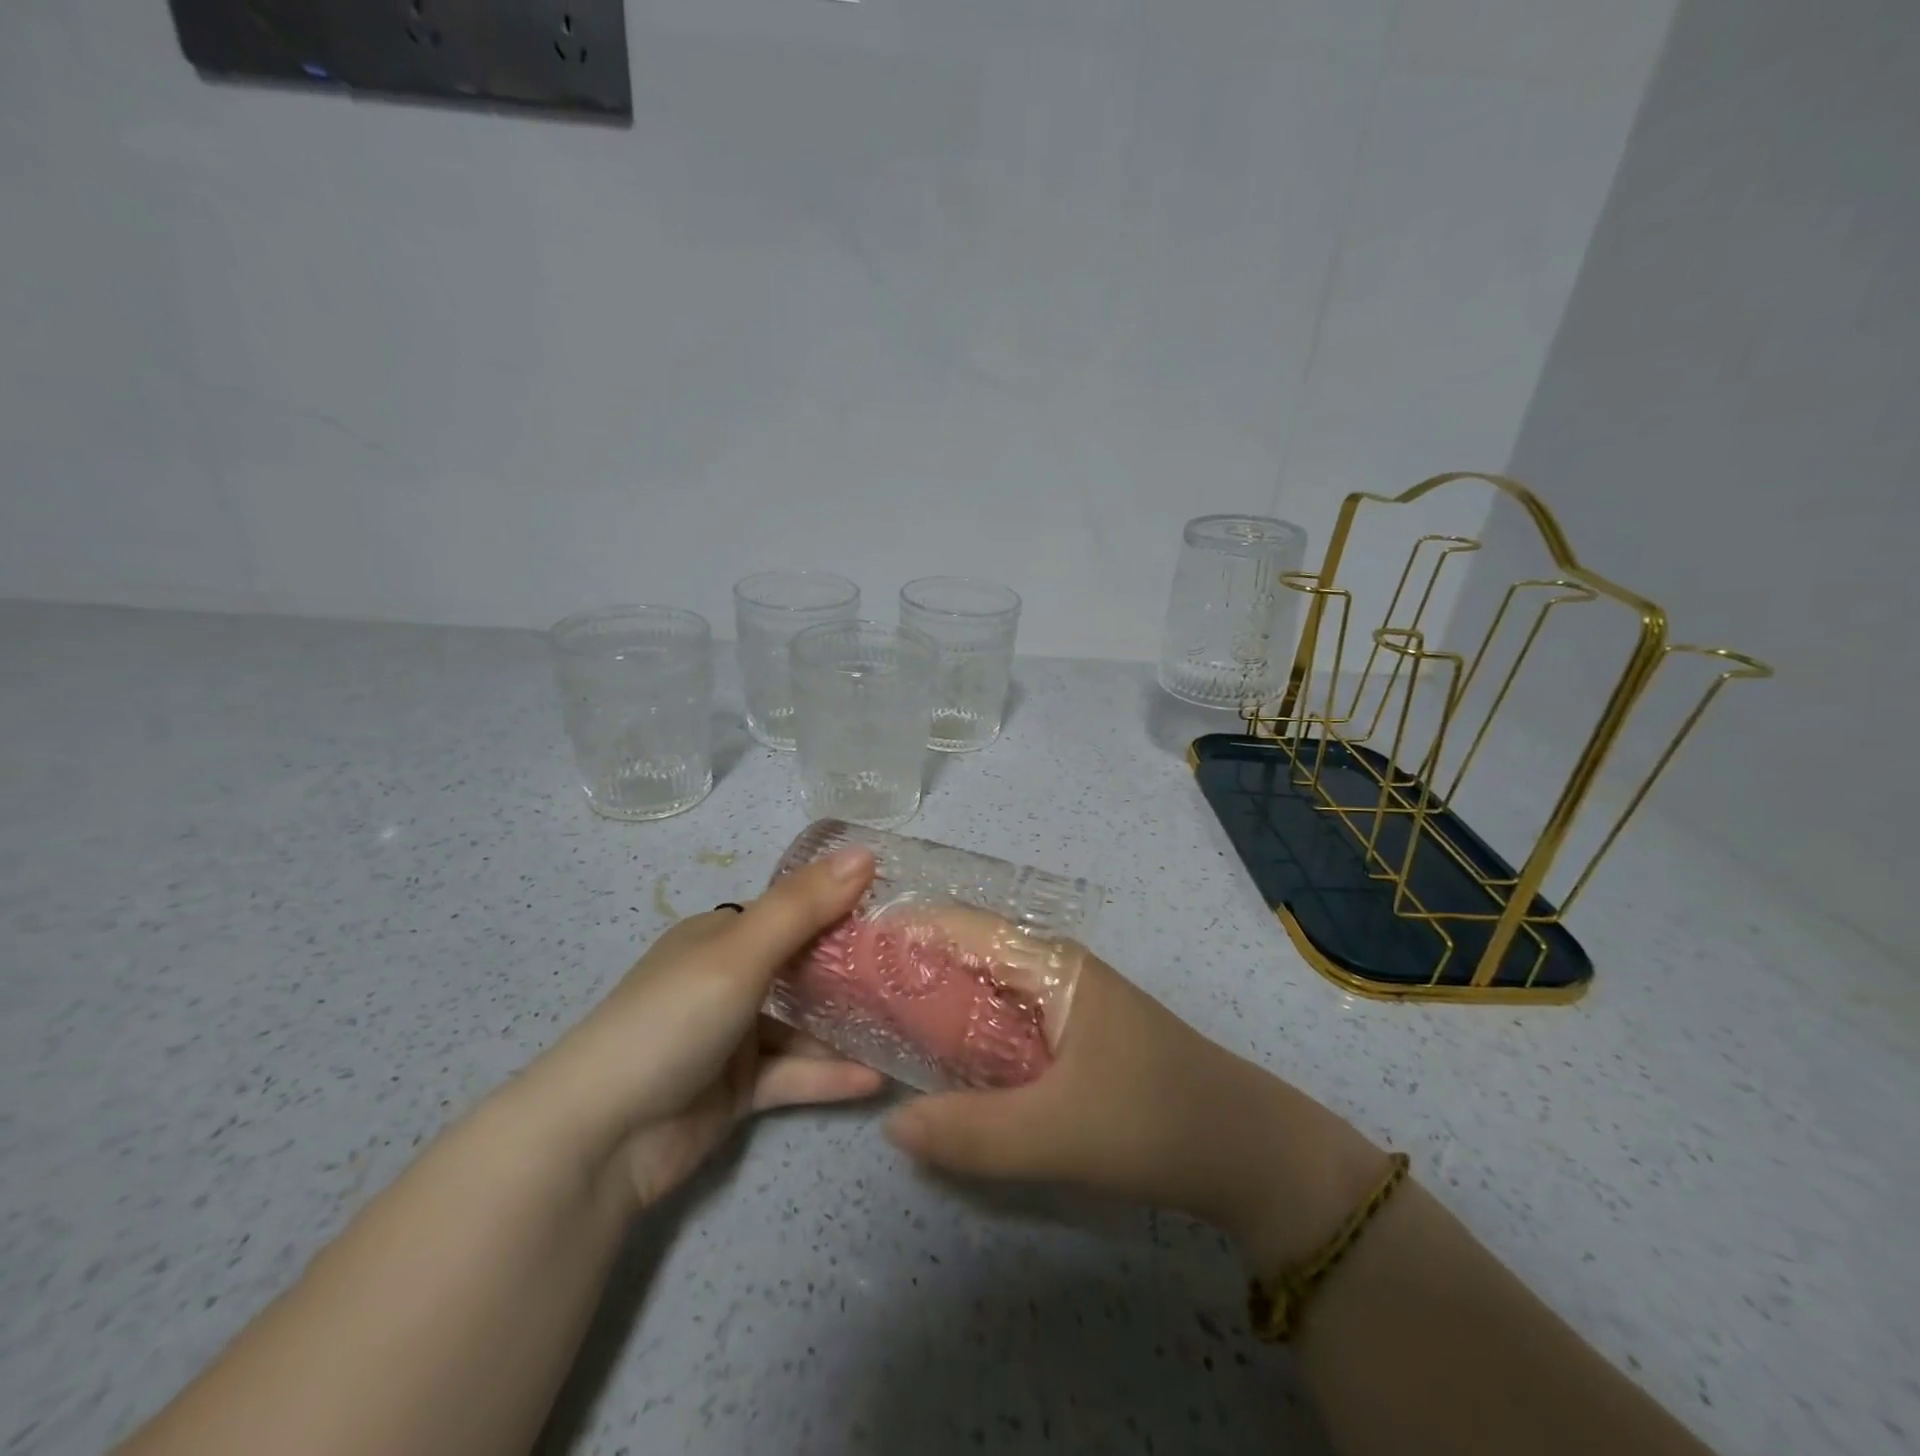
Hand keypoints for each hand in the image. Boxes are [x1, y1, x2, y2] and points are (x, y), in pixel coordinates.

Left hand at [521, 846, 885, 1212]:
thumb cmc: (669, 1022)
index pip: (792, 912)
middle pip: (802, 968)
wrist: (596, 1140)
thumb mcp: (740, 954)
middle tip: (917, 974)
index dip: (842, 909)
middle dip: (854, 972)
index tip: (900, 915)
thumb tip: (866, 852)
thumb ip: (804, 907)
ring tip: (909, 1028)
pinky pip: (792, 1075)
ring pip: (801, 1025)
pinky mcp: (735, 1091)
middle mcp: (726, 980)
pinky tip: (876, 1080)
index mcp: (719, 937)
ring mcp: (731, 1038)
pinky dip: (828, 1076)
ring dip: (847, 1029)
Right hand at [884, 948, 1387, 1268]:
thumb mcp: (1059, 1134)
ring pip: (982, 992)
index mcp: (1049, 965)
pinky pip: (1001, 1025)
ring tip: (872, 1027)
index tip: (843, 954)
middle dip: (906, 971)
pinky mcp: (1069, 1038)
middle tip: (844, 998)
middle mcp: (1051, 970)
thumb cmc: (1154, 1121)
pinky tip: (938, 1067)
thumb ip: (972, 1133)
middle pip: (964, 955)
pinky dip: (965, 1037)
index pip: (959, 927)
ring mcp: (1062, 1003)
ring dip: (934, 1006)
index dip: (901, 933)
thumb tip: (891, 1124)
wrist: (1249, 1152)